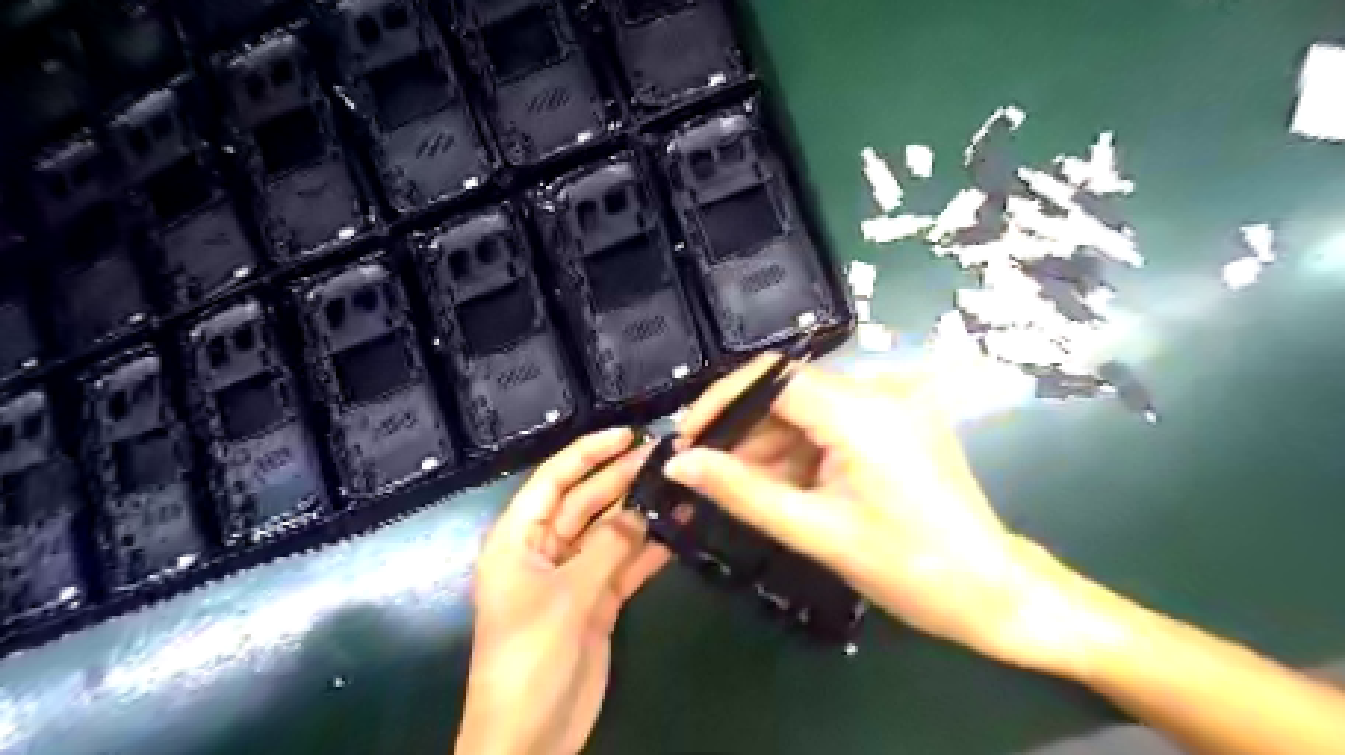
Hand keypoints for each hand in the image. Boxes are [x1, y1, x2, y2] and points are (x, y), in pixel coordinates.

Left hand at [461, 431, 669, 753]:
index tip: (627, 435)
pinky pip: (624, 564)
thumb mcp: (566, 598)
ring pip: (610, 531)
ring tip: (678, 487)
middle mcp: (545, 550)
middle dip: (621, 478)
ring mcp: (573, 575)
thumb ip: (606, 548)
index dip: (588, 453)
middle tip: (664, 457)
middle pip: (586, 501)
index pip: (553, 480)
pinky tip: (677, 531)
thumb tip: (641, 510)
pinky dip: (648, 550)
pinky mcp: (596, 601)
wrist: (530, 739)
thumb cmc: (529, 659)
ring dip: (640, 512)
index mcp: (519, 539)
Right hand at [667, 357, 1107, 673]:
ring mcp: (890, 404)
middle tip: (706, 471)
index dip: (722, 402)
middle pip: (787, 392)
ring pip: (805, 409)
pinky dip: (798, 450)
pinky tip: (780, 483)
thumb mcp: (814, 529)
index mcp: (860, 412)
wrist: (991, 591)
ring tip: (737, 486)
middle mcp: (877, 392)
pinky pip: (830, 423)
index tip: (688, 438)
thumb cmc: (905, 567)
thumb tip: (679, 465)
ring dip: (767, 444)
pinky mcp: (895, 422)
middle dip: (742, 430)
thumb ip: (741, 491)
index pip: (772, 378)